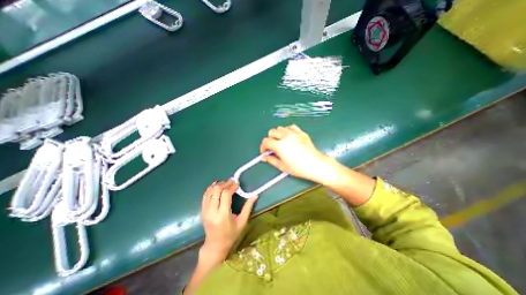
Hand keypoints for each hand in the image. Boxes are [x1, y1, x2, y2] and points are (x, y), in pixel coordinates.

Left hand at [201, 180, 258, 260]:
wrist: (215, 245)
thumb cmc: (231, 234)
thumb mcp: (242, 222)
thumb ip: (248, 207)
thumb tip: (255, 195)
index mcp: (223, 215)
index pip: (225, 195)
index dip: (232, 187)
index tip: (237, 184)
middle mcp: (212, 212)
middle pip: (216, 190)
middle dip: (225, 183)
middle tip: (232, 182)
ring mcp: (205, 211)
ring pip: (210, 191)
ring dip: (218, 185)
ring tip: (226, 183)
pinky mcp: (202, 210)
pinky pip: (205, 195)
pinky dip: (211, 188)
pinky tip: (217, 185)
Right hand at [260, 124, 336, 183]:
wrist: (316, 165)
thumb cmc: (299, 168)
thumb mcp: (282, 166)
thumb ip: (271, 160)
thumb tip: (264, 157)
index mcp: (280, 145)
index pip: (266, 141)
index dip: (263, 147)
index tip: (265, 152)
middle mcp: (286, 136)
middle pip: (271, 132)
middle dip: (269, 139)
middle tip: (272, 147)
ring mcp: (294, 133)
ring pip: (280, 128)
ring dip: (277, 134)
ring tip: (280, 142)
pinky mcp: (301, 132)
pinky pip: (291, 127)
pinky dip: (287, 130)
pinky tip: (289, 137)